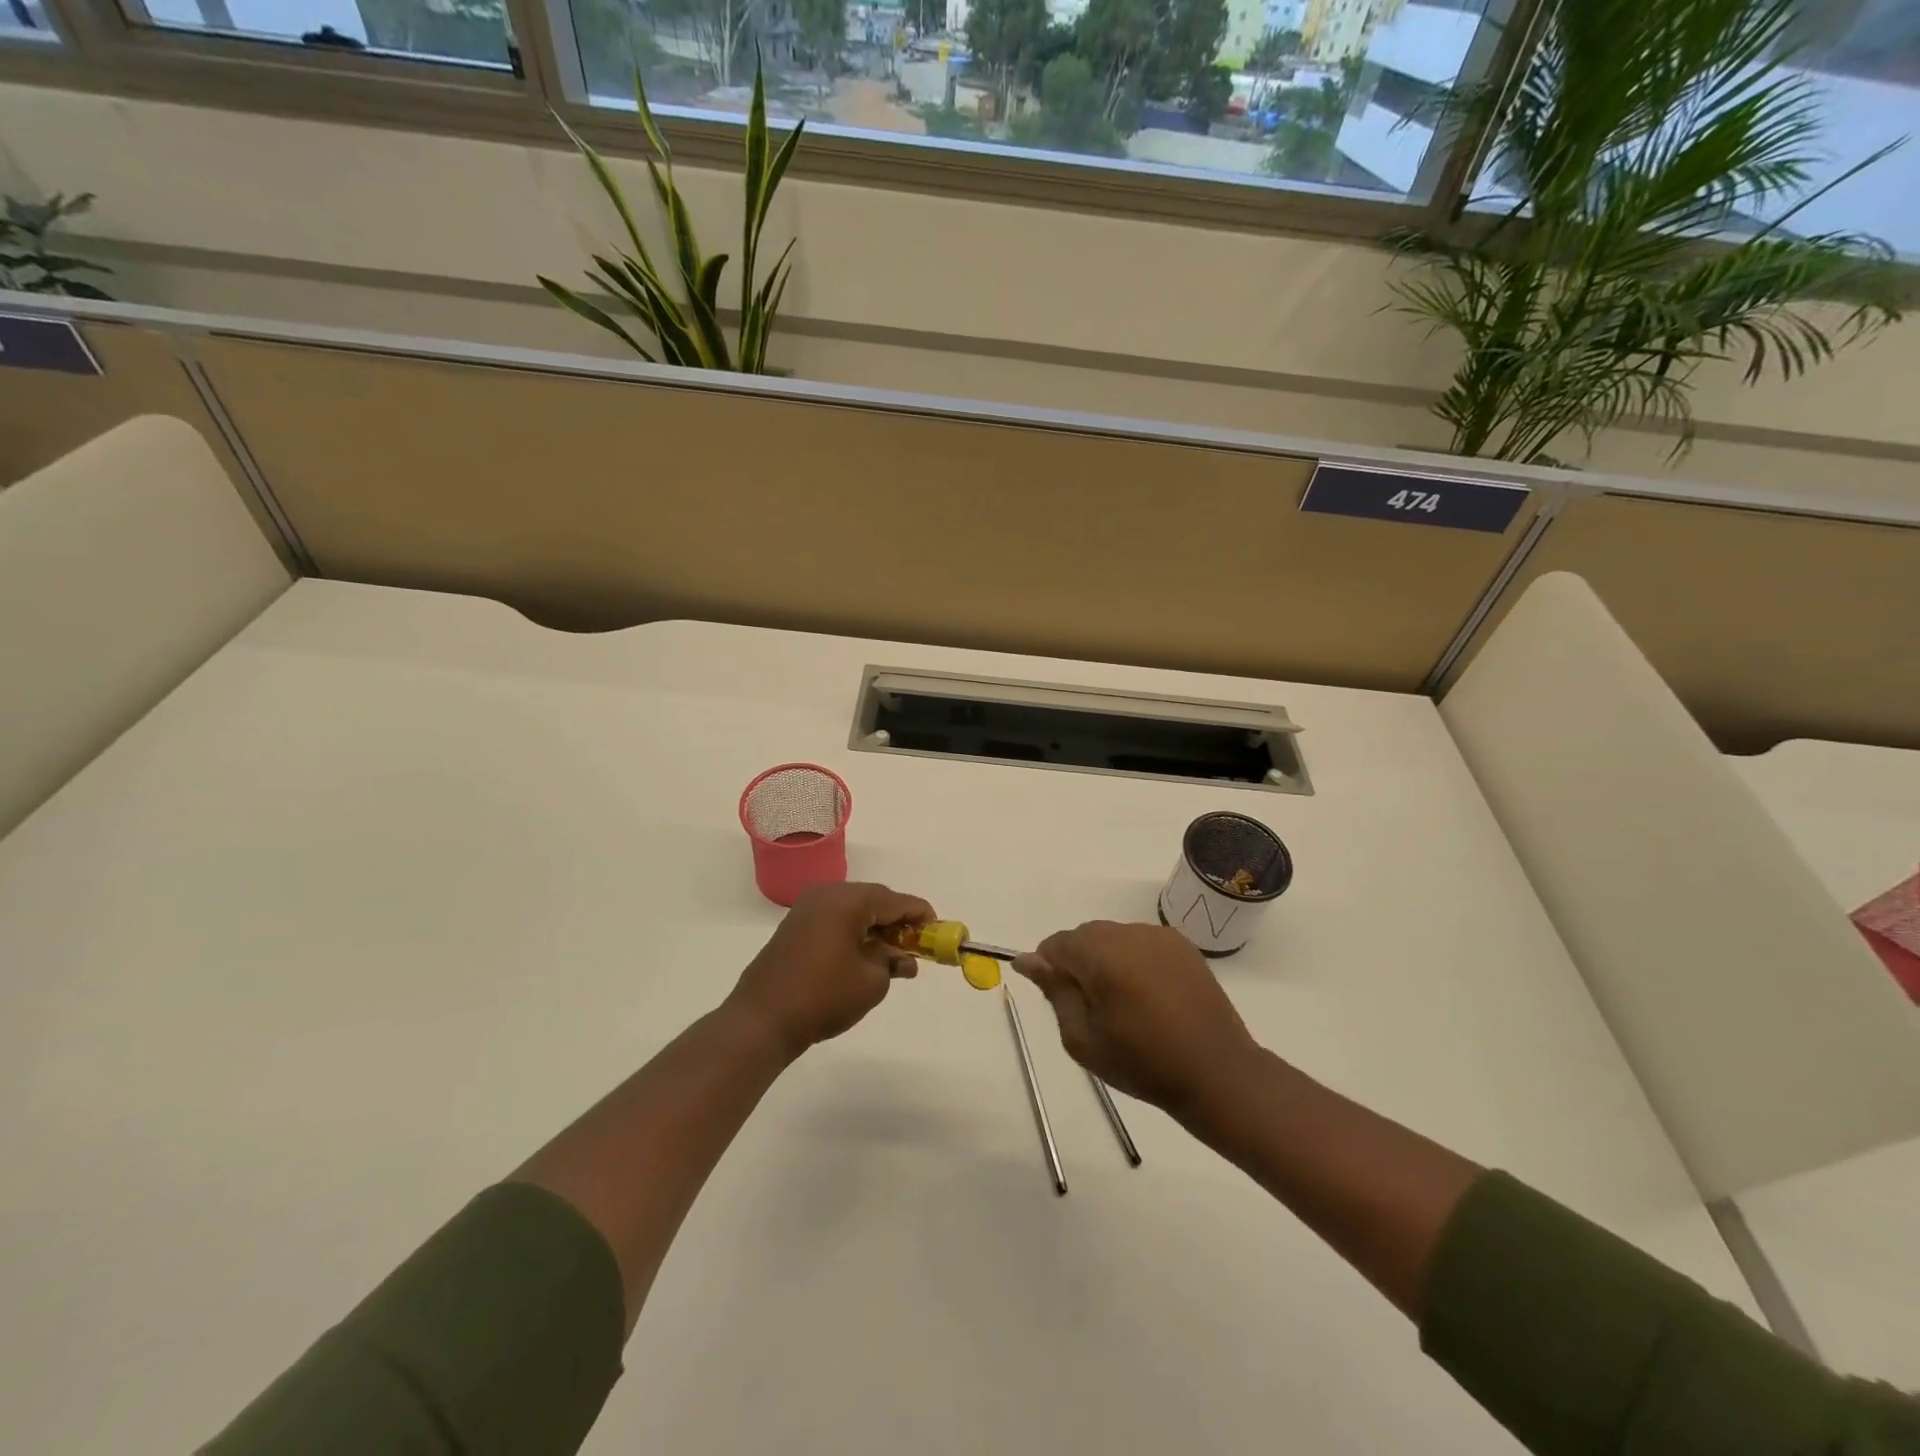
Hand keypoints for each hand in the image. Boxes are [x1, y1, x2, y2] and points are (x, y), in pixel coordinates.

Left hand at [727, 882, 933, 1058]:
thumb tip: (901, 957)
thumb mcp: (871, 981)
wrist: (762, 1020)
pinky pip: (835, 922)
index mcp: (847, 900)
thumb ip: (892, 962)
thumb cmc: (823, 996)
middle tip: (917, 947)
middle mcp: (826, 895)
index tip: (939, 931)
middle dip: (898, 923)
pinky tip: (865, 959)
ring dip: (876, 931)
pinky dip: (854, 935)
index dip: (920, 915)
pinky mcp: (794, 928)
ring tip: (894, 959)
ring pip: (853, 912)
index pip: (895, 900)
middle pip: (874, 901)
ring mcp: (806, 910)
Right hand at [1013, 921, 1260, 1118]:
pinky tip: (1148, 995)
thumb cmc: (1142, 1063)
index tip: (1061, 1002)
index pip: (1056, 944)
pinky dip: (1134, 961)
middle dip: (1079, 964)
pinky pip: (1141, 943)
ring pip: (1113, 938)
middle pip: (1085, 937)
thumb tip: (1027, 959)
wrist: (1216, 1073)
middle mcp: (1129, 933)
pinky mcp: (1182, 945)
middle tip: (1092, 1010)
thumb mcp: (1082, 1038)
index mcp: (1101, 954)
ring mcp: (1159, 936)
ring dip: (1106, 961)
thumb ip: (1054, 991)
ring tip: (1124, 1004)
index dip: (1050, 970)